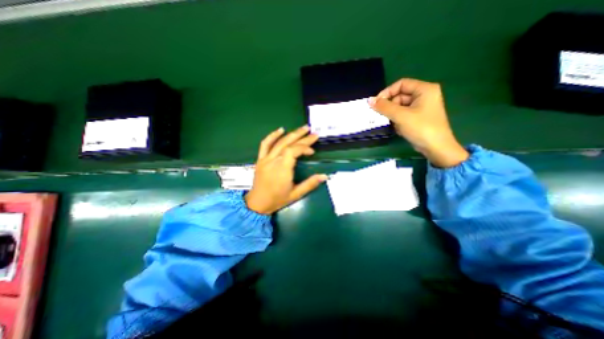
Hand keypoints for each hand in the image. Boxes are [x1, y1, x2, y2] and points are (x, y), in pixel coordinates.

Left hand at [244, 124, 327, 213]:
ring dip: (292, 134)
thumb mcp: (296, 194)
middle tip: (313, 132)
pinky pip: (265, 144)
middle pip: (288, 144)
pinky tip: (281, 129)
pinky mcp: (260, 159)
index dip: (304, 147)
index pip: (293, 151)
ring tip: (303, 128)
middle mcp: (273, 161)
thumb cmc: (277, 199)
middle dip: (302, 137)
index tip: (312, 151)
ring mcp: (265, 159)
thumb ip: (310, 184)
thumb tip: (325, 176)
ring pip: (279, 142)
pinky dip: (272, 135)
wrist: (258, 203)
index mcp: (282, 169)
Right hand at [369, 78, 465, 167]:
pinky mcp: (419, 116)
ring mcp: (422, 106)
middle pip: (400, 95)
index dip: (387, 92)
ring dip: (393, 114)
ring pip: (401, 106)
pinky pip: (404, 113)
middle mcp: (424, 95)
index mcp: (424, 89)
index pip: (401, 84)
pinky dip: (398, 119)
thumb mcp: (400, 116)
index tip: (376, 103)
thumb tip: (369, 100)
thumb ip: (384, 107)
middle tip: (382, 116)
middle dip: (390, 106)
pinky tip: (398, 128)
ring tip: (392, 123)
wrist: (436, 148)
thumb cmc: (420, 128)